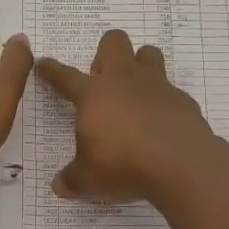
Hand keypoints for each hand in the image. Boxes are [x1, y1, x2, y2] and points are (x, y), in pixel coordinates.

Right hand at [36, 28, 216, 202]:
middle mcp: (124, 80)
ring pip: (148, 53)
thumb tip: (59, 186)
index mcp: (93, 94)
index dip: (52, 70)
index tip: (45, 64)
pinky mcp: (182, 99)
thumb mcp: (88, 180)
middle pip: (113, 42)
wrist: (181, 164)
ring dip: (140, 64)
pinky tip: (162, 123)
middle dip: (105, 53)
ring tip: (136, 92)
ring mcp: (156, 85)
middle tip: (103, 81)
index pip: (65, 76)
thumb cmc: (123, 165)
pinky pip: (171, 89)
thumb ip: (72, 179)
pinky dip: (163, 101)